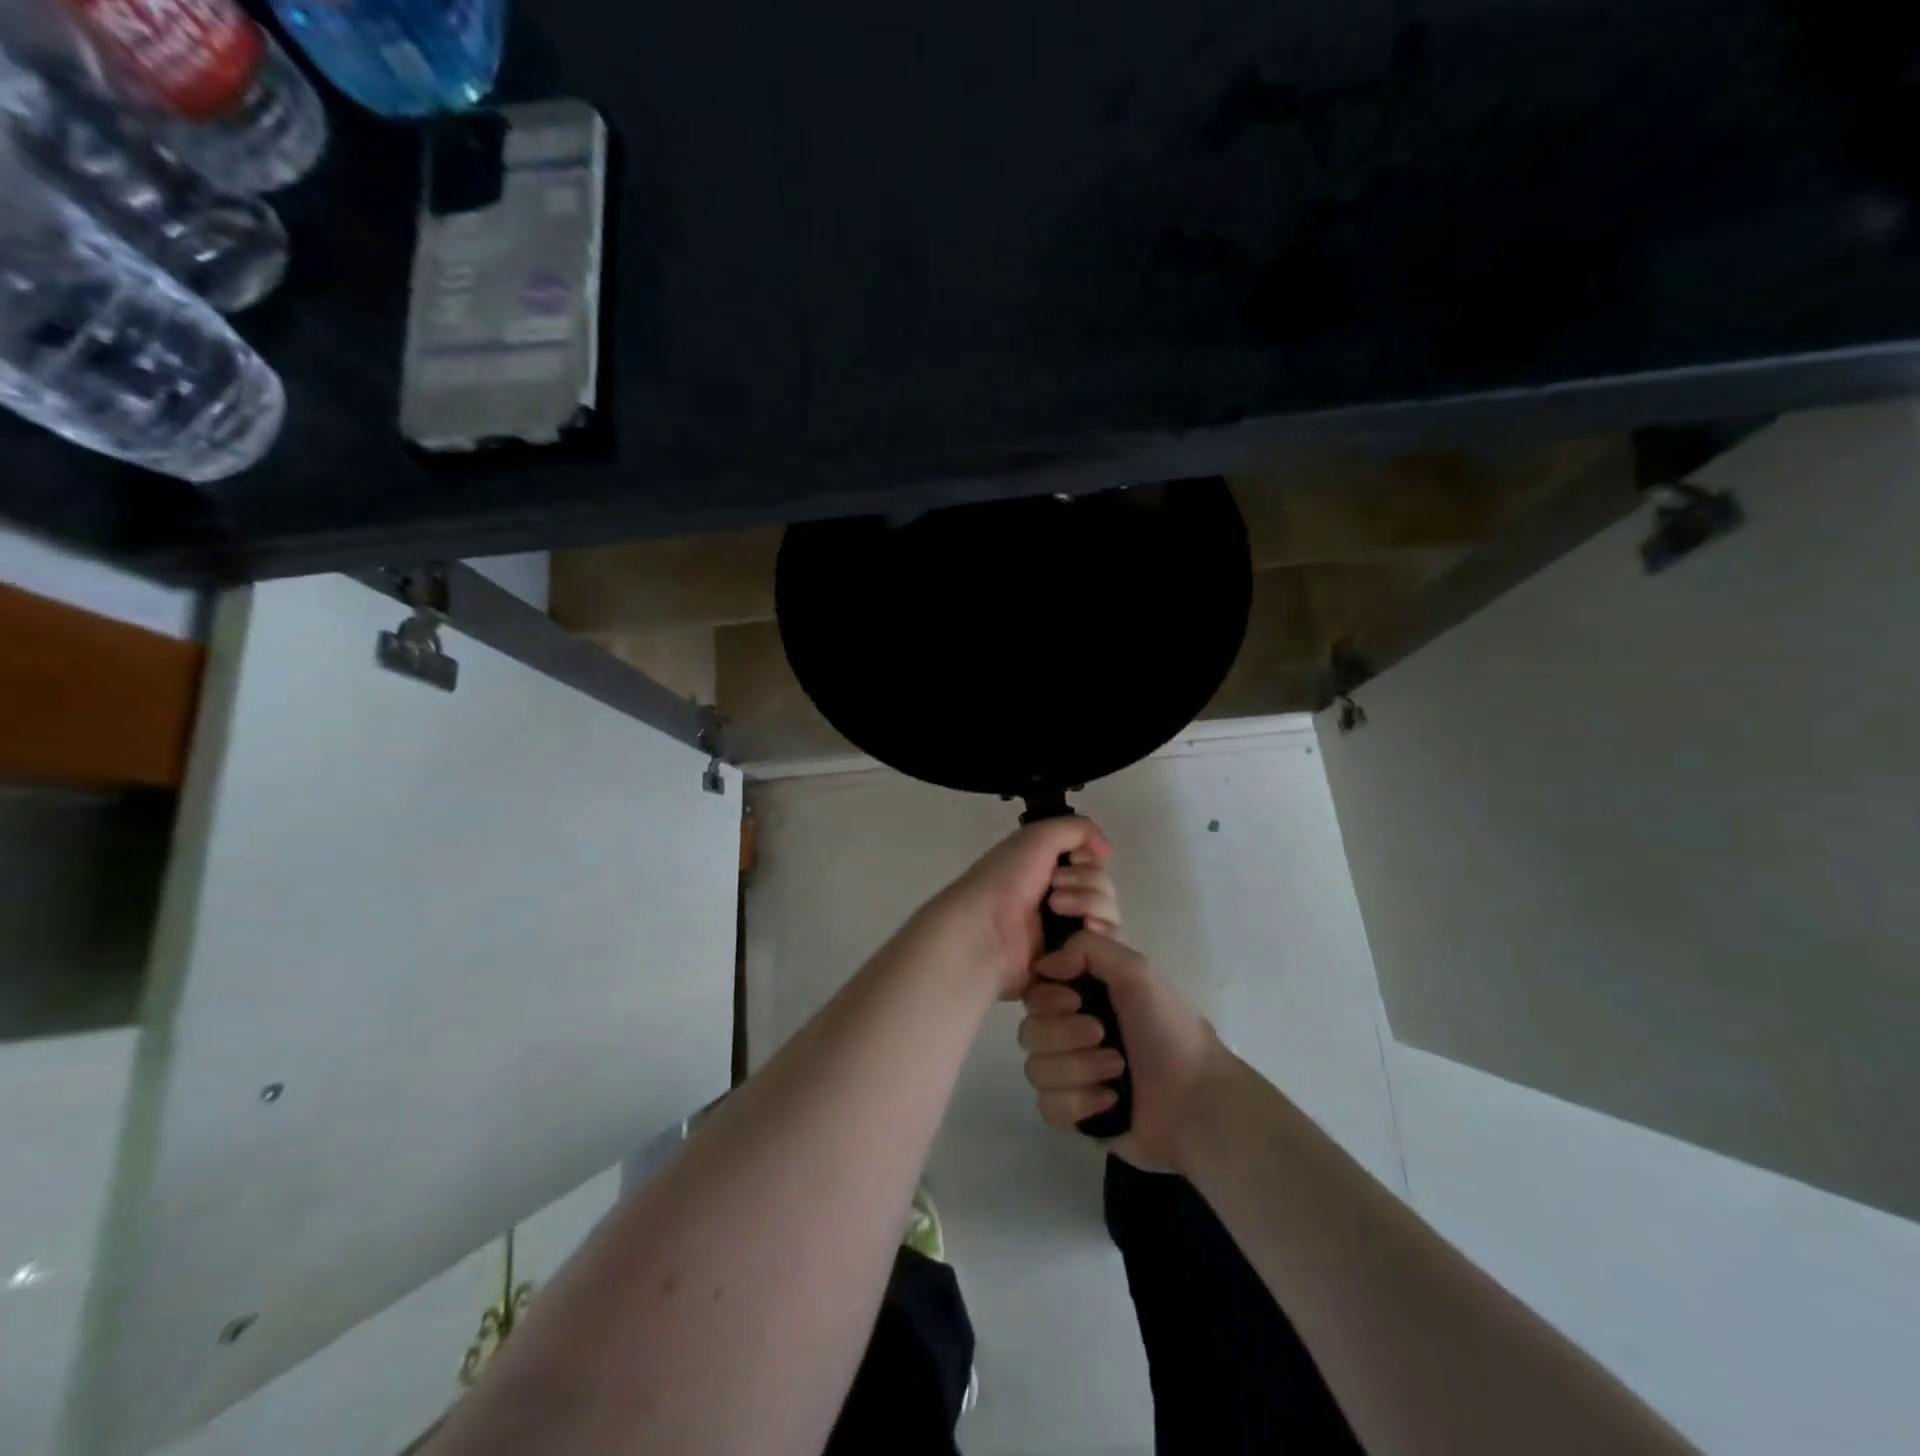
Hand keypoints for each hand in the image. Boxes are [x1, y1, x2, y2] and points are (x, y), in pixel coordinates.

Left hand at [923, 817, 1117, 997]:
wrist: (984, 930)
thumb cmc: (1005, 880)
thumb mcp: (1038, 837)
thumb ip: (1079, 829)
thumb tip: (1109, 852)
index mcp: (1051, 873)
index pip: (1096, 868)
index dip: (1090, 864)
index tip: (1071, 862)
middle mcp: (1062, 902)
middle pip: (1106, 892)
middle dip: (1087, 885)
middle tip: (1053, 892)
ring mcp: (1068, 936)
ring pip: (1109, 920)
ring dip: (1090, 907)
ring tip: (1056, 911)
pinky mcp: (1072, 965)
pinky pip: (1105, 951)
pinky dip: (1097, 940)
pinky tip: (1075, 936)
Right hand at [1018, 931, 1219, 1171]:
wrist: (1197, 1102)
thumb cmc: (1168, 1030)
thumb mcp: (1136, 970)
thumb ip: (1087, 948)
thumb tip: (1044, 964)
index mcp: (1082, 995)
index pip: (1034, 990)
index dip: (1047, 996)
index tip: (1075, 999)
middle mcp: (1070, 1030)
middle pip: (1028, 1030)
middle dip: (1066, 1035)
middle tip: (1103, 1035)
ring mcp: (1070, 1073)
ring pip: (1035, 1069)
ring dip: (1078, 1069)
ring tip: (1117, 1070)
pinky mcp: (1073, 1112)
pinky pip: (1048, 1105)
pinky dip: (1081, 1103)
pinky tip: (1111, 1100)